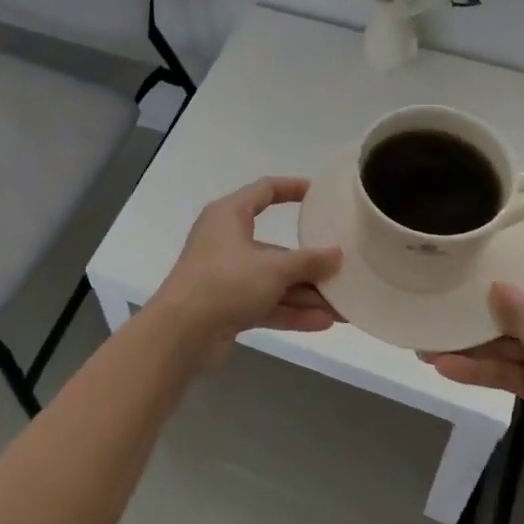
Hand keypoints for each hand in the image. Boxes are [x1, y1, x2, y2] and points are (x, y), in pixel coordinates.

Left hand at [145, 177, 342, 366]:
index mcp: (229, 215)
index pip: (264, 190)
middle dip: (309, 264)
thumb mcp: (273, 268)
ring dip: (305, 294)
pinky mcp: (227, 306)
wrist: (180, 334)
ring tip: (342, 308)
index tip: (318, 194)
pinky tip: (322, 323)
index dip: (291, 188)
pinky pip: (265, 303)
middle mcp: (226, 241)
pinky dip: (290, 311)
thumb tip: (337, 254)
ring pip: (272, 280)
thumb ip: (308, 261)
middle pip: (275, 247)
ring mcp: (226, 276)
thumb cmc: (225, 282)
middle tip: (341, 269)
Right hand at [422, 215, 523, 486]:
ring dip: (474, 338)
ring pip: (509, 336)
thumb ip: (521, 312)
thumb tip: (496, 285)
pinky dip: (480, 369)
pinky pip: (506, 368)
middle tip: (453, 272)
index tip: (519, 215)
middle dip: (492, 288)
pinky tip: (444, 366)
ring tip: (430, 333)